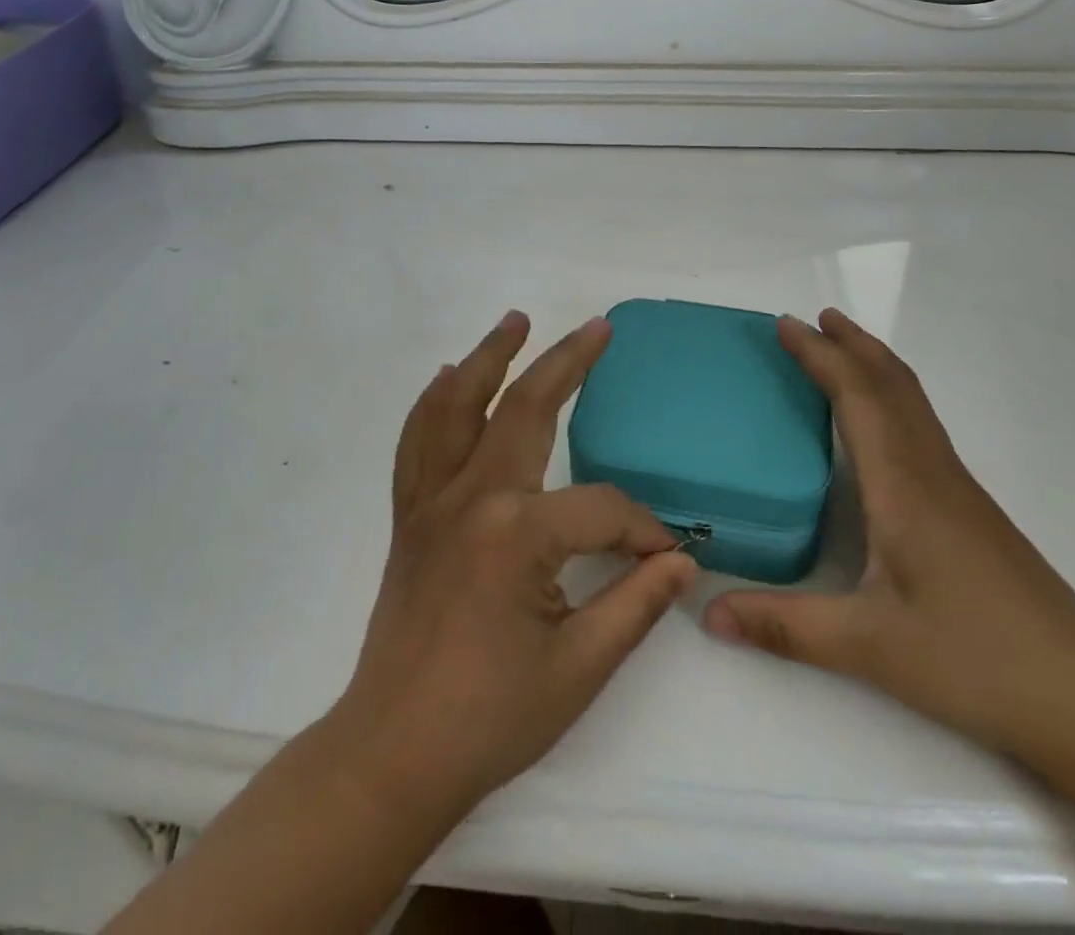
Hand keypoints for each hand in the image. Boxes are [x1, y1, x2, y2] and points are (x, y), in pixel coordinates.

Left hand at [332, 312, 696, 819]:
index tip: (665, 557)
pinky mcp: (409, 516)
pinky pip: (416, 443)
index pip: (599, 508)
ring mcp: (432, 501)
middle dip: (567, 364)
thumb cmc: (491, 717)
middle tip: (597, 328)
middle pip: (525, 410)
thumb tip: (681, 563)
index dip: (640, 530)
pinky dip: (432, 403)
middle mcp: (471, 498)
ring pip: (458, 407)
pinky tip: (446, 378)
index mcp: (517, 535)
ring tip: (514, 320)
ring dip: (488, 358)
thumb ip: (635, 604)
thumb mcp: (581, 669)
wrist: (394, 753)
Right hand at [705, 310, 1074, 772]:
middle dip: (852, 344)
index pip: (857, 396)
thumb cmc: (977, 662)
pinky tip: (882, 428)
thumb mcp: (870, 647)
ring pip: (914, 404)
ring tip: (844, 351)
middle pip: (892, 384)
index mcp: (903, 485)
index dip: (820, 355)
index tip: (786, 323)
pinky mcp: (972, 514)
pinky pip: (922, 428)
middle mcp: (932, 472)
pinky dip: (893, 399)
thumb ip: (785, 626)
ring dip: (875, 366)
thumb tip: (709, 613)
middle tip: (814, 318)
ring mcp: (959, 491)